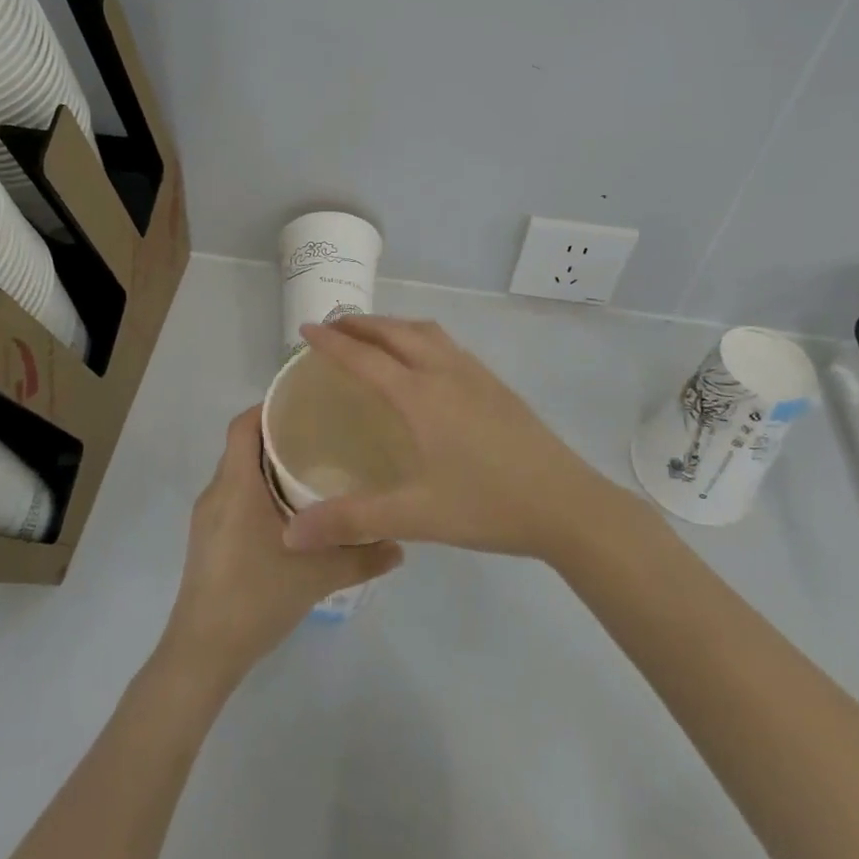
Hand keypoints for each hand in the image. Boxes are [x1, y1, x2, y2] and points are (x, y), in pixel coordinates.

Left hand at [161, 407, 401, 688]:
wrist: (203, 653)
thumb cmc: (255, 598)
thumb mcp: (318, 576)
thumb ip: (361, 557)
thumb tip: (400, 544)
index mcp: (236, 486)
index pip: (243, 426)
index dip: (269, 407)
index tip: (306, 402)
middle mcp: (217, 493)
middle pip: (243, 445)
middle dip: (279, 435)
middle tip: (323, 433)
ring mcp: (209, 518)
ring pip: (239, 473)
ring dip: (269, 465)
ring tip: (313, 467)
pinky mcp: (209, 540)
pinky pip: (235, 496)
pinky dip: (259, 489)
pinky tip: (291, 510)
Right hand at [282, 316, 610, 559]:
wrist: (567, 503)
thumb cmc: (487, 505)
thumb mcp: (415, 515)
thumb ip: (352, 520)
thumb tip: (292, 534)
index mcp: (420, 395)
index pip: (364, 356)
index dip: (331, 342)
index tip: (305, 330)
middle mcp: (445, 371)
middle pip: (395, 332)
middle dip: (360, 324)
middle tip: (332, 329)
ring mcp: (475, 374)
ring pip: (426, 332)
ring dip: (393, 327)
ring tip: (373, 338)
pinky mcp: (496, 385)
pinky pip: (447, 345)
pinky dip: (420, 338)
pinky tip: (424, 364)